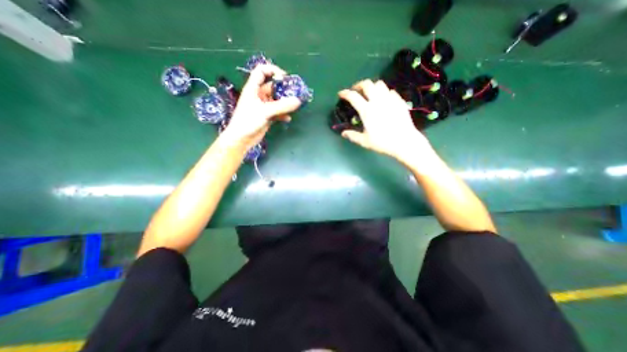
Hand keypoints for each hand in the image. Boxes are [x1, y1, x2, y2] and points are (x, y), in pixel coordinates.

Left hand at [220, 65, 300, 149]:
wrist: (241, 139)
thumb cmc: (248, 121)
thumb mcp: (265, 111)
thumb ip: (282, 106)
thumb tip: (298, 101)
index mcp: (253, 88)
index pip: (261, 71)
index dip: (272, 70)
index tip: (284, 77)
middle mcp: (258, 96)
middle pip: (272, 86)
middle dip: (283, 89)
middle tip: (295, 93)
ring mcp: (263, 107)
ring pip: (276, 100)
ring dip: (285, 102)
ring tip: (294, 105)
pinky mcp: (266, 116)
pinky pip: (277, 112)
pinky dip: (283, 114)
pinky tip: (288, 119)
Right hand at [338, 78, 436, 161]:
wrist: (404, 141)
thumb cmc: (383, 142)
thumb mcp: (365, 141)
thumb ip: (353, 136)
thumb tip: (343, 133)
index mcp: (367, 111)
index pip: (353, 97)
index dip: (345, 93)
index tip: (341, 94)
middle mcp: (377, 101)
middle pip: (367, 84)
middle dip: (359, 85)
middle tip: (356, 91)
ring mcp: (390, 99)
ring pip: (379, 84)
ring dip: (372, 86)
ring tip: (370, 93)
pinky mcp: (399, 101)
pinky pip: (390, 91)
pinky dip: (384, 92)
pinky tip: (384, 100)